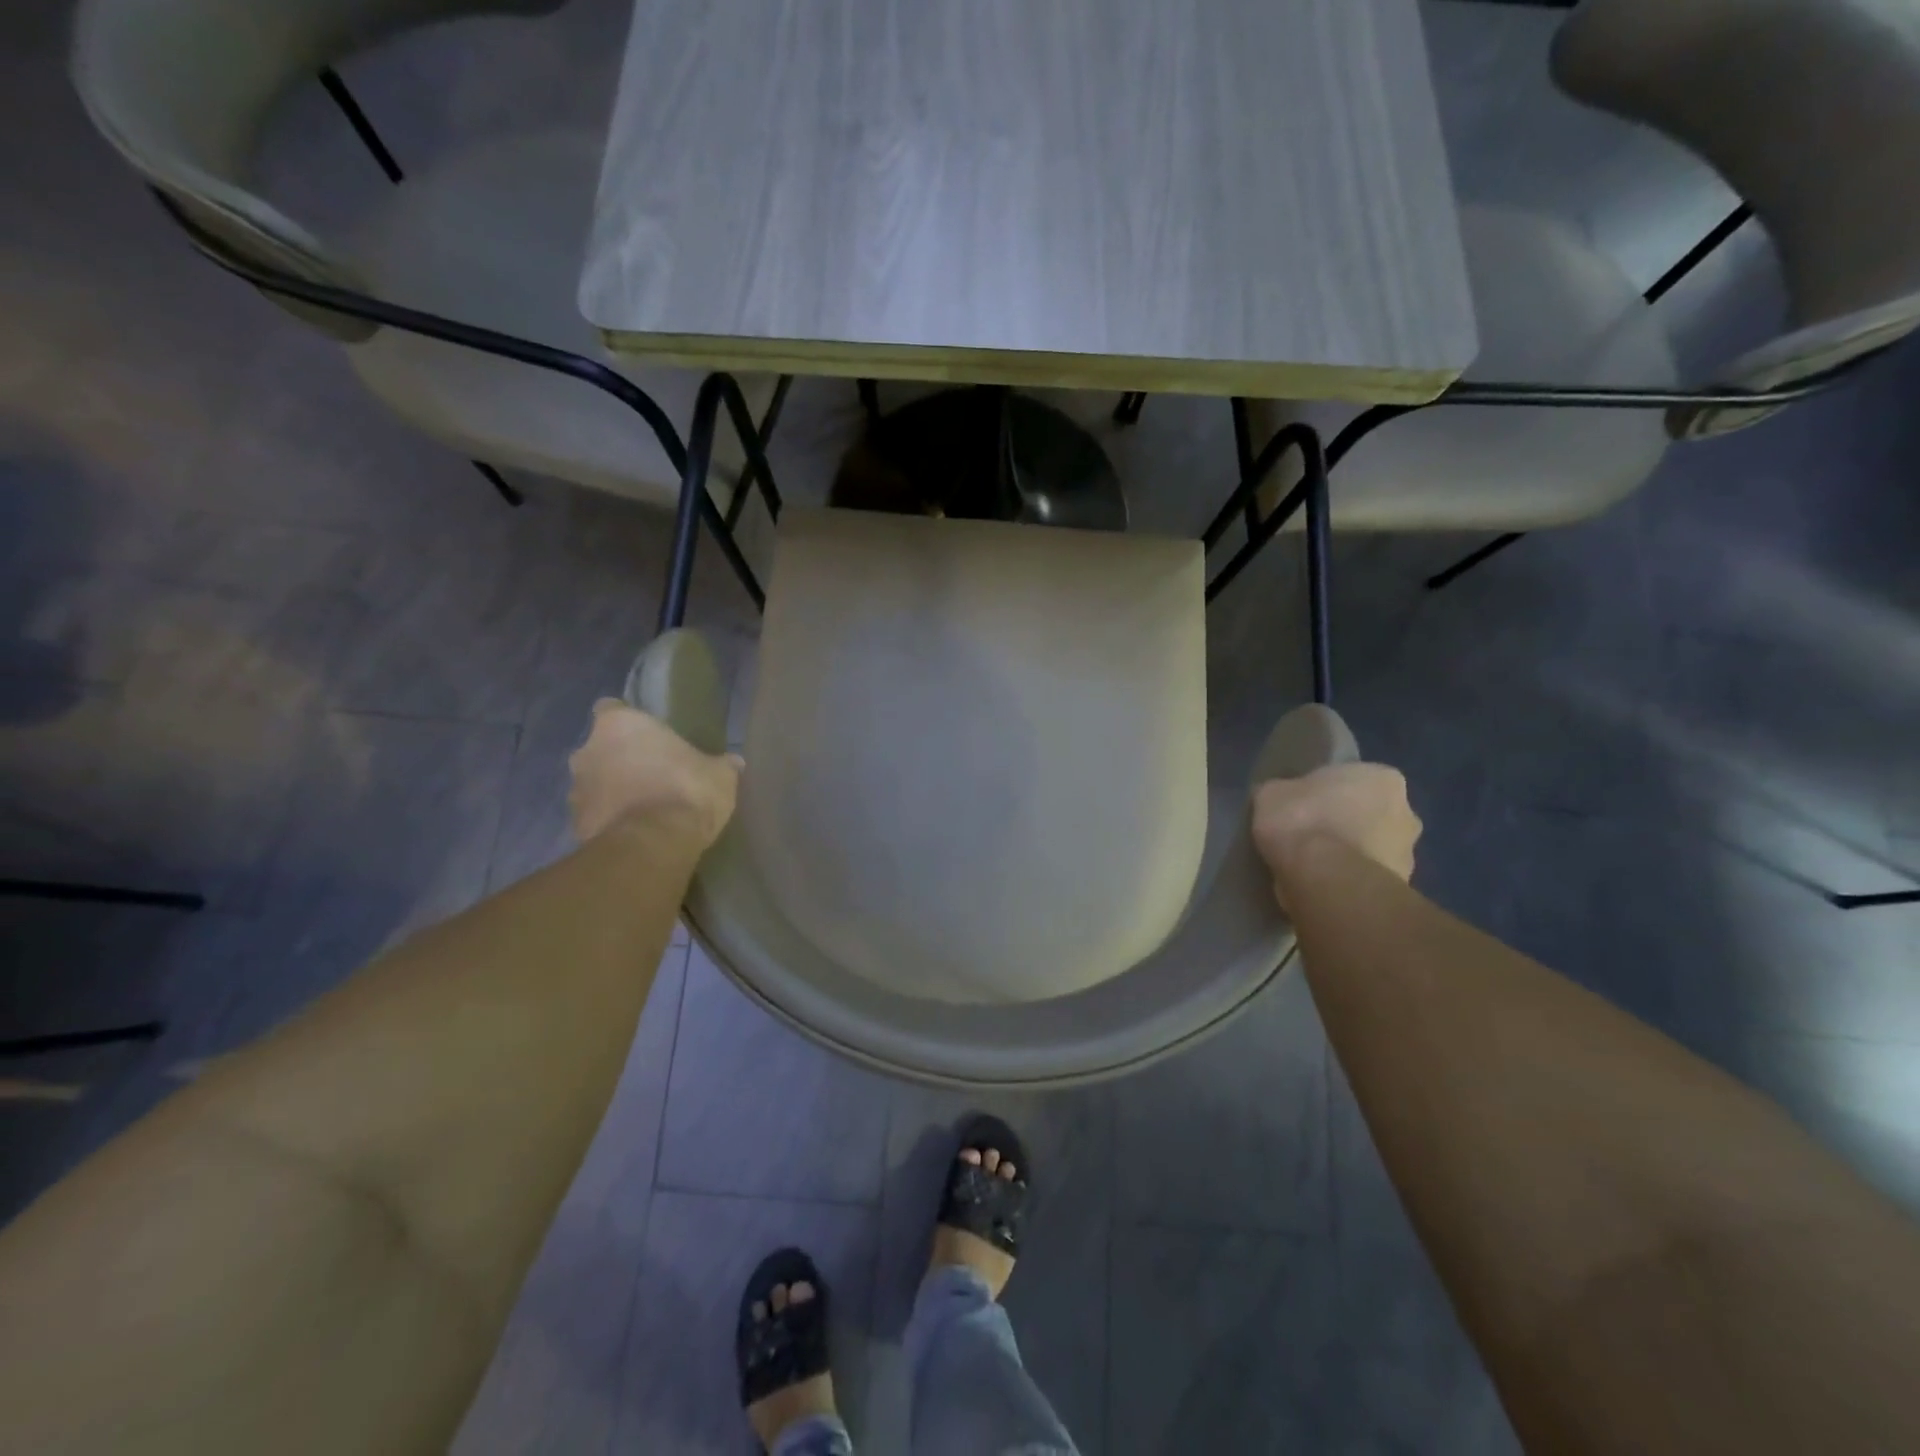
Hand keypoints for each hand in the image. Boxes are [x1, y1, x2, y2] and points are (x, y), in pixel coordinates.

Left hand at [568, 700, 740, 848]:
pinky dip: (609, 820)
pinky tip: (635, 831)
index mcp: (620, 725)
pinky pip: (595, 815)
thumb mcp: (720, 775)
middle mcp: (588, 750)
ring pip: (593, 783)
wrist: (653, 844)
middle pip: (600, 748)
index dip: (629, 723)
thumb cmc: (686, 791)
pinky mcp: (575, 824)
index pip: (612, 709)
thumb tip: (733, 762)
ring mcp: (576, 790)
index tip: (648, 737)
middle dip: (619, 759)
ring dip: (612, 791)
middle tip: (651, 773)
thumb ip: (721, 765)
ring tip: (643, 808)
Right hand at [1252, 764, 1421, 907]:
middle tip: (1307, 836)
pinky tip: (1322, 886)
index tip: (1301, 807)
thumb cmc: (1302, 821)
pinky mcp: (1400, 888)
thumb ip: (1283, 792)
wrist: (1325, 879)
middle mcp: (1407, 811)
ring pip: (1370, 848)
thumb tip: (1280, 798)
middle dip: (1343, 823)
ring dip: (1348, 855)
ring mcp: (1409, 853)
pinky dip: (1348, 880)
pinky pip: (1365, 877)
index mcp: (1382, 777)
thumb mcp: (1271, 793)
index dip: (1323, 793)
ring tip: (1312, 868)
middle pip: (1366, 813)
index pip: (1351, 780)